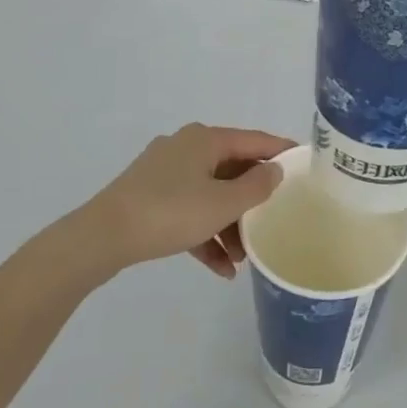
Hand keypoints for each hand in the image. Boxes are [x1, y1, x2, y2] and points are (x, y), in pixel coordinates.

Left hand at [77, 124, 295, 278]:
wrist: (101, 238)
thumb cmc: (170, 212)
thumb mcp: (222, 203)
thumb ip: (256, 187)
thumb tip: (275, 170)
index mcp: (205, 139)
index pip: (254, 141)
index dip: (281, 152)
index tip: (305, 165)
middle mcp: (187, 147)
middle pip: (232, 170)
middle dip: (252, 201)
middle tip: (274, 221)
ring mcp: (165, 172)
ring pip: (210, 194)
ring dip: (229, 224)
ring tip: (244, 259)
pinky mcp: (149, 196)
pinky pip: (188, 210)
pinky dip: (205, 233)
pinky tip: (220, 268)